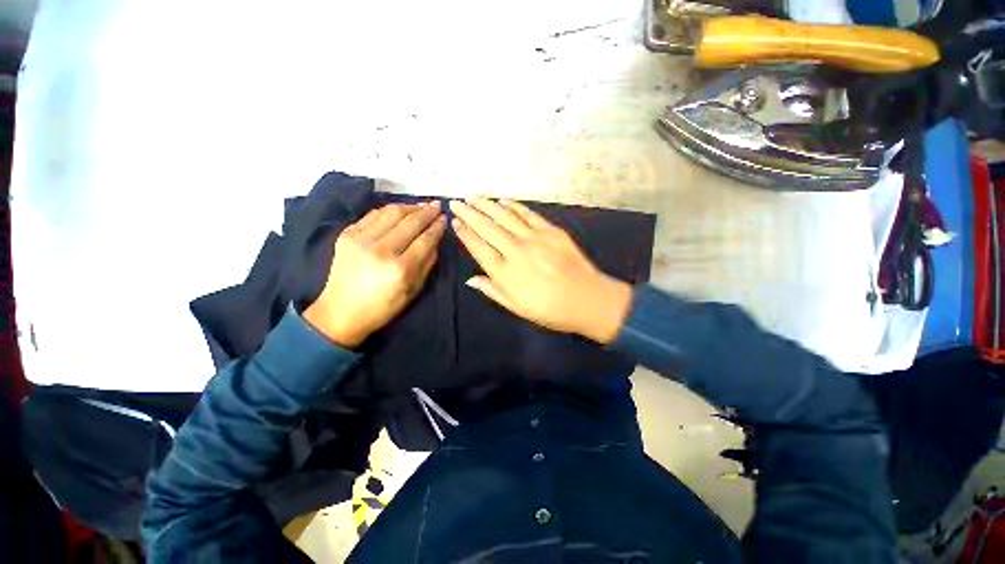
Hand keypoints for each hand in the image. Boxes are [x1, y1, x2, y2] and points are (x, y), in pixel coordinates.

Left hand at [304, 202, 445, 347]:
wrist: (341, 311)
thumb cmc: (383, 307)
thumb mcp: (413, 290)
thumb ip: (428, 263)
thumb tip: (436, 239)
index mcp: (400, 269)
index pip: (425, 240)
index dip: (437, 227)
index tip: (444, 218)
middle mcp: (381, 250)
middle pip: (410, 222)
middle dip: (427, 212)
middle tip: (437, 205)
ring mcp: (361, 239)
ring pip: (391, 213)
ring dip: (409, 206)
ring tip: (421, 205)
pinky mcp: (347, 234)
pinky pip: (373, 215)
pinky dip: (389, 210)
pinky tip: (400, 210)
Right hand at [450, 198, 632, 343]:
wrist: (587, 300)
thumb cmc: (550, 309)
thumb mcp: (517, 308)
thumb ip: (493, 291)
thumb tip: (470, 279)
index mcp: (505, 273)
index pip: (478, 247)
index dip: (465, 233)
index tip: (455, 222)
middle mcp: (516, 251)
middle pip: (487, 228)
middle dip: (469, 213)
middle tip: (456, 203)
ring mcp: (534, 238)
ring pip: (504, 216)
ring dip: (487, 204)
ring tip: (473, 197)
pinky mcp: (551, 231)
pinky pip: (528, 214)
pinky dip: (513, 206)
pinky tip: (502, 201)